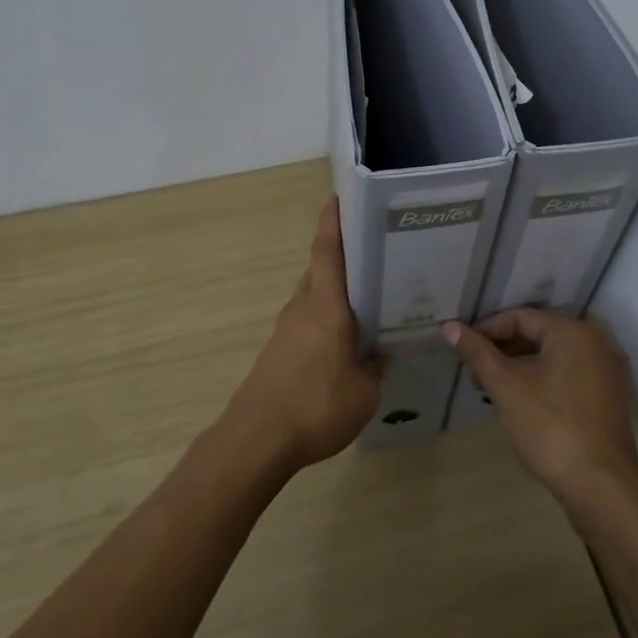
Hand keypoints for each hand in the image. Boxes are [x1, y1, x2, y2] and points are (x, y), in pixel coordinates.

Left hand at [226, 199, 382, 468]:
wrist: (257, 440)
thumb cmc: (316, 406)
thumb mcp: (364, 392)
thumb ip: (375, 368)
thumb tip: (380, 354)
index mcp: (325, 305)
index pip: (327, 250)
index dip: (333, 221)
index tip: (339, 197)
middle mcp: (303, 307)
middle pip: (321, 269)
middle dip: (344, 256)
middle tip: (376, 252)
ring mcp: (287, 329)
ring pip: (315, 296)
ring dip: (336, 291)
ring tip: (369, 296)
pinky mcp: (279, 351)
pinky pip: (308, 321)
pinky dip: (327, 318)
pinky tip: (347, 339)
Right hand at [442, 310, 637, 506]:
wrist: (601, 487)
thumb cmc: (550, 428)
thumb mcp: (506, 388)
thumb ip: (478, 353)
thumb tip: (450, 327)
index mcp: (573, 333)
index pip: (520, 317)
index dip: (487, 330)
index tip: (463, 350)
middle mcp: (596, 343)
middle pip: (539, 334)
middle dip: (503, 349)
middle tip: (475, 372)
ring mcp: (608, 372)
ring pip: (554, 356)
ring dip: (521, 366)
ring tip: (492, 389)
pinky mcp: (610, 399)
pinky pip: (569, 376)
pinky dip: (543, 380)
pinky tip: (523, 403)